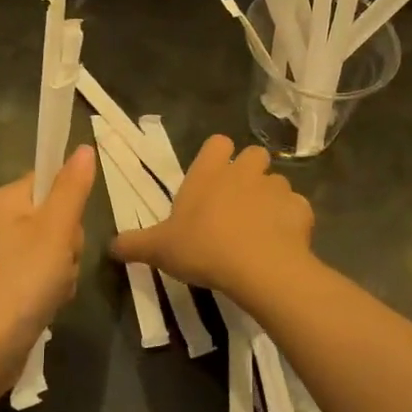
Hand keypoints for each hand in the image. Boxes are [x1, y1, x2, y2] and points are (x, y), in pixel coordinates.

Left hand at [0, 145, 96, 367]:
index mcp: (5, 199)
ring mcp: (0, 256)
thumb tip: (84, 147)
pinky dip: (51, 288)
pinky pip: (42, 273)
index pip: (49, 180)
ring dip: (64, 269)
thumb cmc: (23, 280)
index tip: (68, 228)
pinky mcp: (5, 284)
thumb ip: (72, 188)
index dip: (69, 203)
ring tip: (54, 289)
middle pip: (55, 216)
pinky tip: (48, 304)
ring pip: (54, 248)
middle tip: (61, 262)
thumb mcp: (56, 229)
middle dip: (68, 243)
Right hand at [109, 135, 313, 299]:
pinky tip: (281, 244)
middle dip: (249, 173)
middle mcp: (244, 171)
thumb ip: (134, 244)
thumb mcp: (159, 249)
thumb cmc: (204, 248)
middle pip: (253, 155)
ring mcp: (276, 188)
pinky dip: (291, 222)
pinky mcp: (301, 210)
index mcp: (210, 172)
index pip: (217, 142)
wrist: (259, 268)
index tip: (212, 179)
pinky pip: (296, 209)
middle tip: (237, 204)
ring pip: (277, 183)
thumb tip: (110, 246)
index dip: (217, 157)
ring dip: (270, 199)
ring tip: (260, 229)